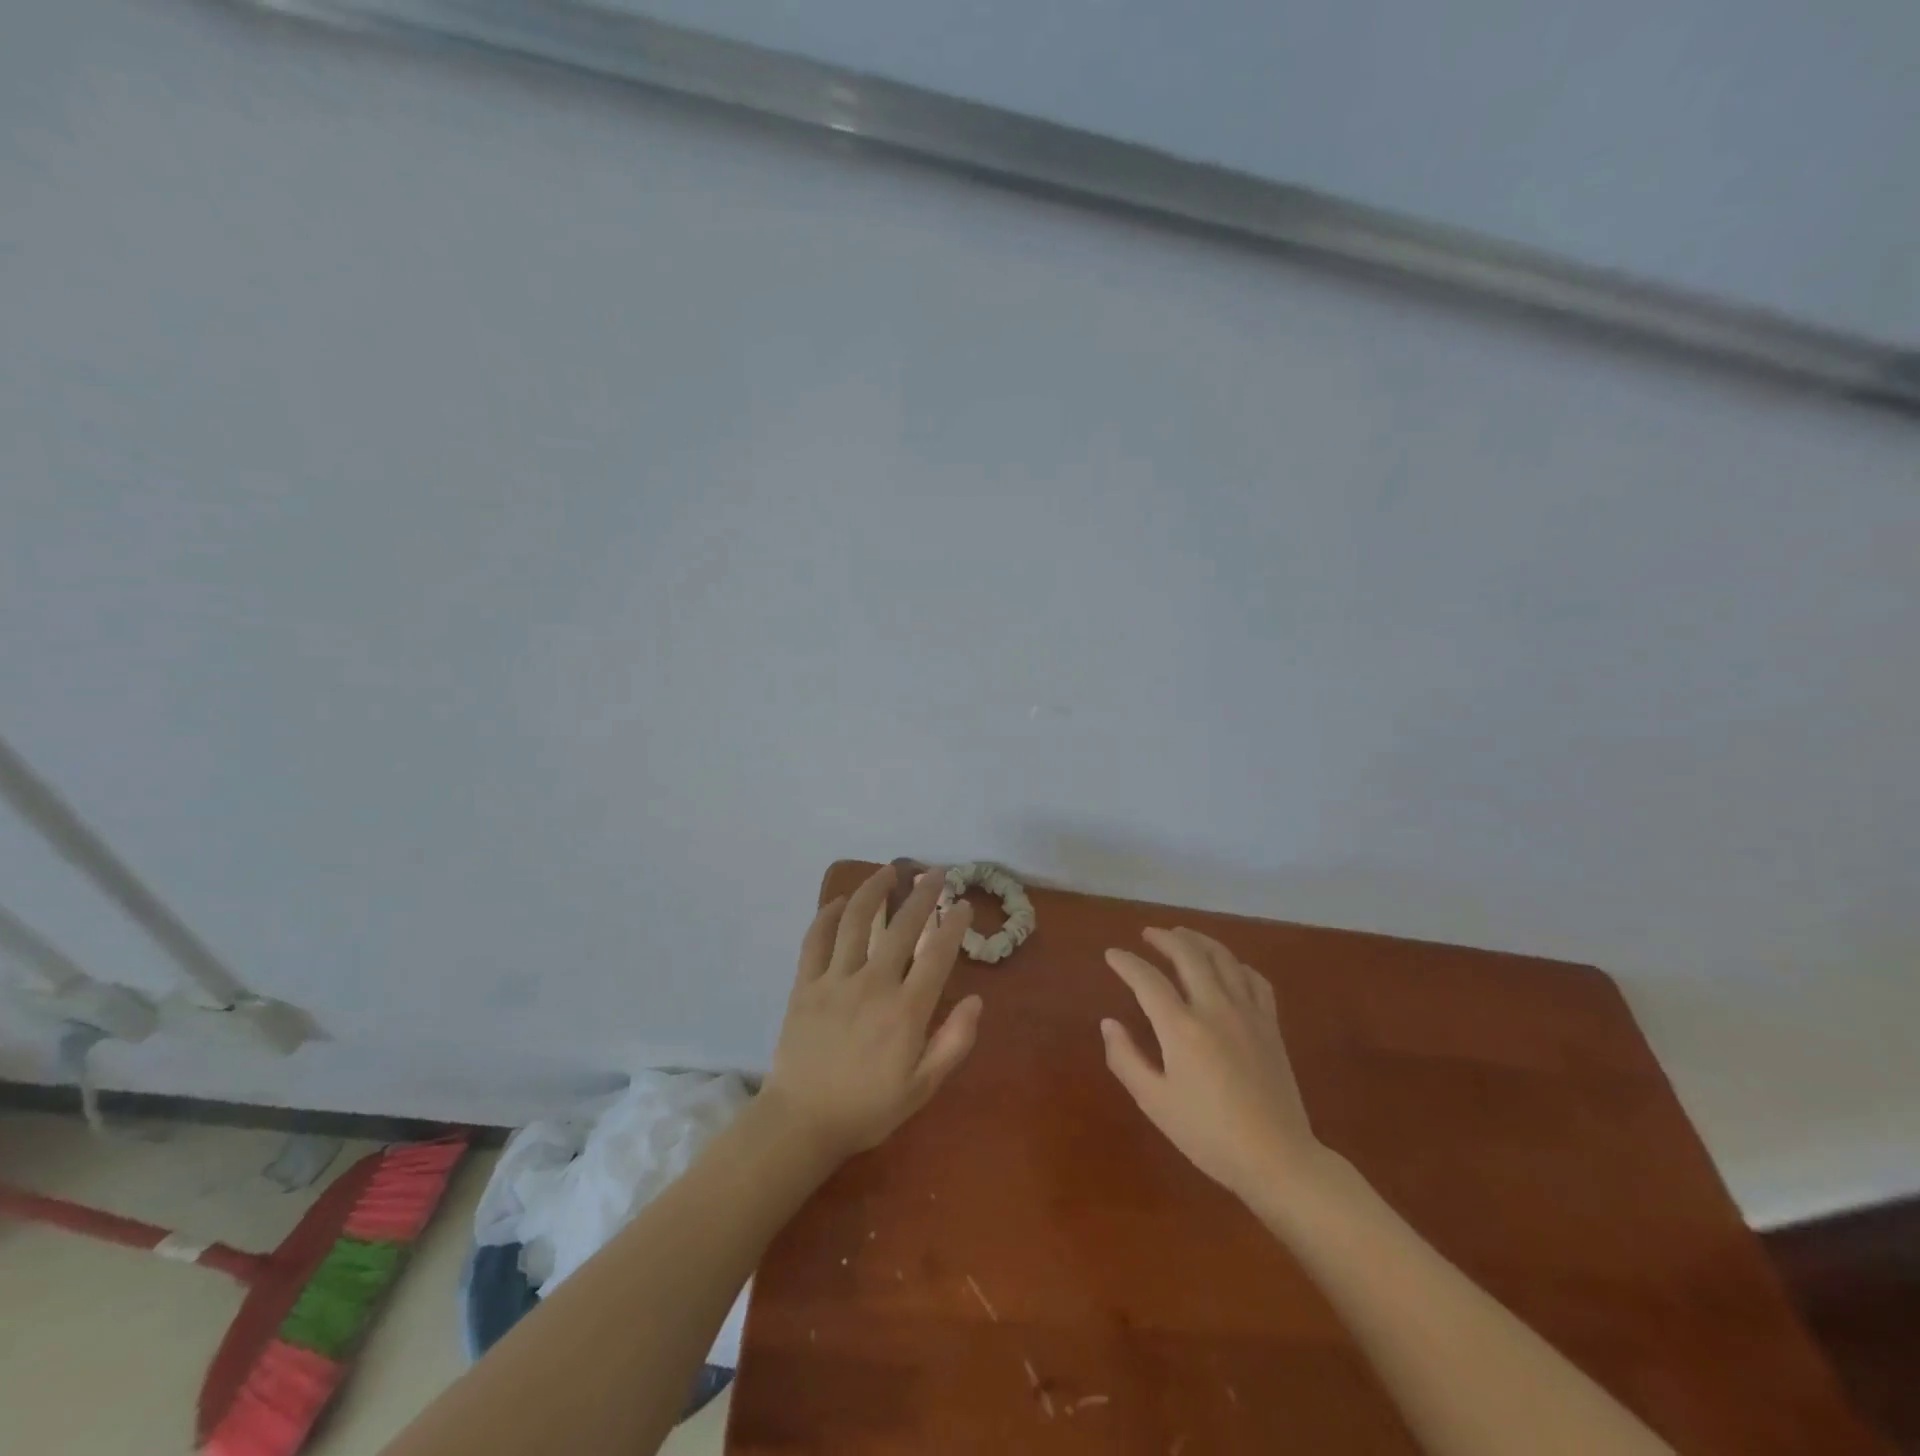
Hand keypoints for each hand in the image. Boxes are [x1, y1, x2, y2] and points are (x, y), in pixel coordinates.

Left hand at [762, 865, 981, 1161]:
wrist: (802, 1123)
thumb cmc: (868, 1108)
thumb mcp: (922, 1087)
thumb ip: (953, 1042)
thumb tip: (976, 1000)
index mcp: (906, 1010)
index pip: (936, 954)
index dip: (953, 924)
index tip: (962, 904)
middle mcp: (873, 984)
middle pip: (902, 926)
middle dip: (922, 894)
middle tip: (935, 873)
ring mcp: (835, 980)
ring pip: (857, 921)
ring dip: (874, 890)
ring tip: (889, 870)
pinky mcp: (805, 984)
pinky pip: (816, 939)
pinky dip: (827, 915)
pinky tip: (839, 900)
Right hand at [1102, 927, 1326, 1207]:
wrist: (1278, 1159)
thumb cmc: (1208, 1135)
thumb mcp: (1155, 1103)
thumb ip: (1126, 1059)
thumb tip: (1108, 1023)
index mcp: (1181, 1027)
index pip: (1147, 979)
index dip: (1127, 962)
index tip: (1112, 954)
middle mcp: (1215, 1008)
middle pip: (1188, 955)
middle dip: (1165, 939)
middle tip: (1148, 934)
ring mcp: (1248, 1013)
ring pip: (1223, 959)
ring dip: (1200, 940)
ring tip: (1183, 935)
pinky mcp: (1271, 1025)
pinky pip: (1255, 979)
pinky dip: (1237, 964)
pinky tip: (1229, 967)